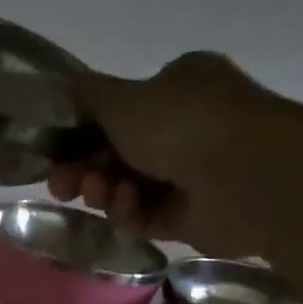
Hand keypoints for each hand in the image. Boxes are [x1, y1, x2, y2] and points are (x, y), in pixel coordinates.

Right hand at [46, 52, 269, 252]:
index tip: (54, 151)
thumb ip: (84, 96)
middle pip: (115, 152)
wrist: (248, 174)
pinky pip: (145, 214)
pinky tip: (127, 203)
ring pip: (125, 185)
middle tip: (59, 185)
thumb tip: (58, 90)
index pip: (119, 110)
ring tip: (94, 193)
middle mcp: (188, 126)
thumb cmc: (182, 122)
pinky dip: (129, 209)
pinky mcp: (191, 216)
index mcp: (178, 87)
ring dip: (102, 189)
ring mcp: (192, 173)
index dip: (80, 132)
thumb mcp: (120, 97)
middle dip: (83, 168)